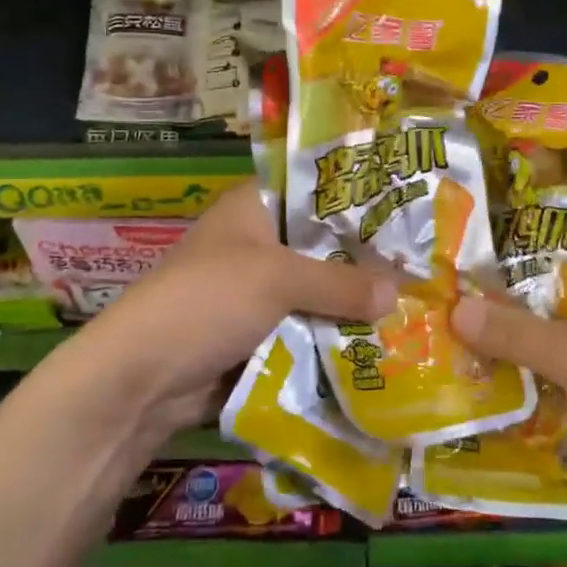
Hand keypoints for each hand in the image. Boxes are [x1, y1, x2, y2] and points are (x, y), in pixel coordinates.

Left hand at [70, 181, 397, 434]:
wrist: (142, 377)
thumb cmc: (208, 301)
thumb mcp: (278, 280)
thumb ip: (340, 283)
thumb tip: (398, 293)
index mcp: (253, 207)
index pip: (315, 188)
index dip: (358, 197)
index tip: (408, 207)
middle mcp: (257, 242)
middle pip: (322, 244)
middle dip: (364, 259)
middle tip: (423, 265)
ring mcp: (256, 291)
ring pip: (317, 291)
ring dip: (352, 304)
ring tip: (416, 305)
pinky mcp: (257, 333)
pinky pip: (306, 329)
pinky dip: (333, 337)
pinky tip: (381, 342)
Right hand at [449, 248, 566, 504]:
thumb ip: (514, 330)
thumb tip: (453, 307)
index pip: (543, 239)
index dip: (495, 247)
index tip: (444, 259)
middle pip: (541, 288)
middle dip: (493, 301)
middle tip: (434, 307)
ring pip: (549, 330)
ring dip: (509, 341)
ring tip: (447, 344)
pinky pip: (562, 365)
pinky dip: (532, 372)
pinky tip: (490, 384)